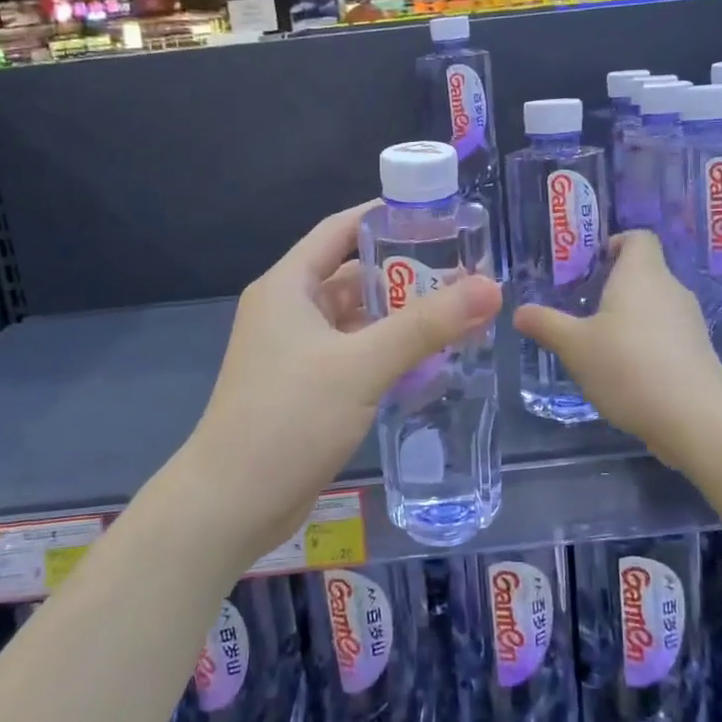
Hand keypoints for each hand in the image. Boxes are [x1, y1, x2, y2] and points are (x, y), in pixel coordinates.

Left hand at [176, 202, 500, 567]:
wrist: (231, 505)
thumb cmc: (289, 418)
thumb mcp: (361, 365)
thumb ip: (425, 326)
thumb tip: (490, 287)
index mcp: (289, 286)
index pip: (340, 229)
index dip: (386, 217)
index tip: (438, 216)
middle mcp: (289, 310)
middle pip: (352, 274)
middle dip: (405, 271)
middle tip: (463, 271)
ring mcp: (296, 351)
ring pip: (356, 318)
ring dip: (399, 316)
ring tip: (458, 312)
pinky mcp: (306, 387)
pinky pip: (354, 354)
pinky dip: (387, 352)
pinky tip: (429, 361)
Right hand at [513, 231, 721, 457]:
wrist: (693, 417)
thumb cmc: (627, 366)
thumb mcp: (574, 346)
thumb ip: (546, 324)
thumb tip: (519, 312)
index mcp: (641, 274)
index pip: (638, 238)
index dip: (616, 243)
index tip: (593, 264)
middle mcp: (671, 288)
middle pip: (646, 272)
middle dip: (616, 286)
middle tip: (585, 308)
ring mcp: (690, 321)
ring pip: (657, 306)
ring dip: (632, 318)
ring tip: (602, 343)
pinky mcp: (699, 351)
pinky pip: (668, 334)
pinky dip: (648, 343)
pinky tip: (628, 372)